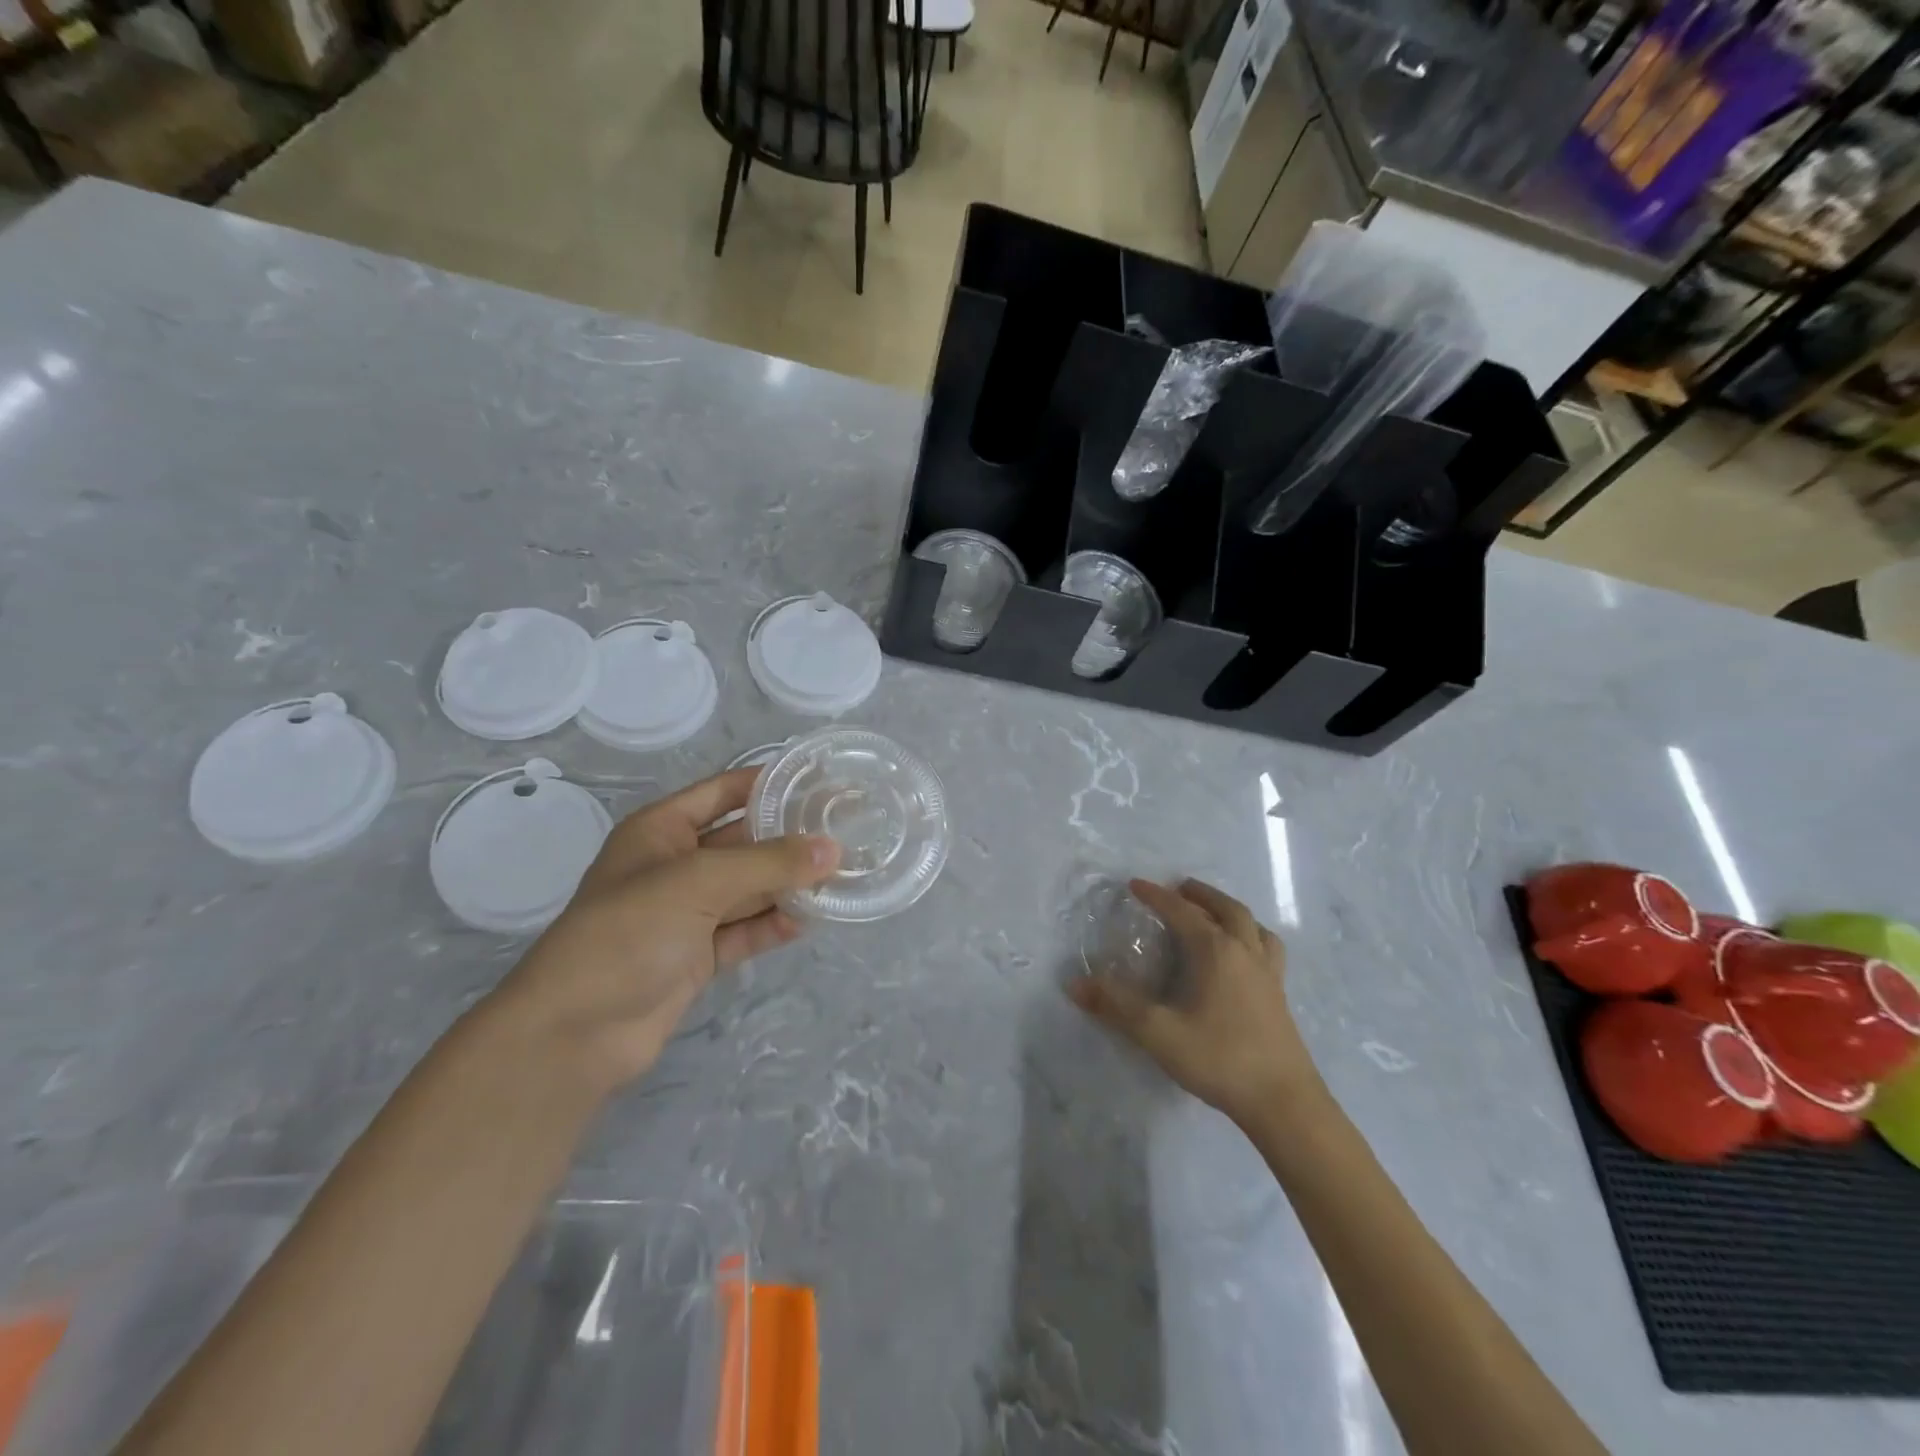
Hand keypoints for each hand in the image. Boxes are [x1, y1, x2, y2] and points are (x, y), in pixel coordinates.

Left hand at [492, 767, 837, 1092]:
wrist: (575, 1032)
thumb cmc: (629, 932)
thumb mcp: (699, 881)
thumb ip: (769, 863)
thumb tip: (833, 849)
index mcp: (661, 830)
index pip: (724, 791)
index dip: (768, 783)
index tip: (820, 781)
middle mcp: (675, 865)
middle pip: (742, 841)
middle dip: (788, 838)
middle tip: (845, 832)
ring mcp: (686, 913)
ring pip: (748, 888)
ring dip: (787, 884)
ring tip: (841, 876)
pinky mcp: (697, 956)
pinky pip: (744, 930)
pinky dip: (773, 925)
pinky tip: (809, 921)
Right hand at [1069, 878, 1321, 1125]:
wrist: (1284, 1103)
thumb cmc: (1220, 1059)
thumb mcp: (1158, 1033)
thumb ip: (1116, 1006)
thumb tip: (1075, 983)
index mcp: (1216, 951)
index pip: (1182, 912)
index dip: (1157, 896)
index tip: (1135, 885)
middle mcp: (1245, 953)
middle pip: (1227, 909)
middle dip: (1200, 894)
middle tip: (1179, 888)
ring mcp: (1268, 974)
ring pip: (1254, 926)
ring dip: (1231, 912)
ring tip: (1215, 915)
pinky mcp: (1280, 997)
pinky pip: (1268, 950)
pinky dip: (1252, 937)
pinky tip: (1243, 957)